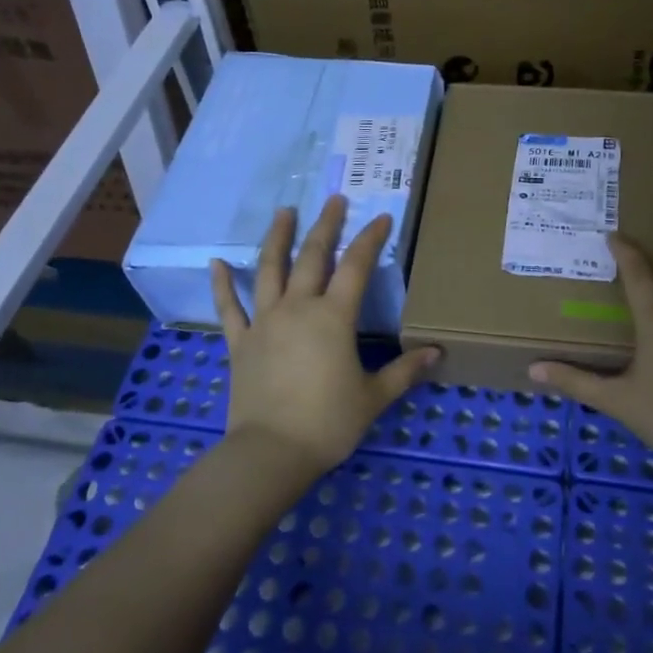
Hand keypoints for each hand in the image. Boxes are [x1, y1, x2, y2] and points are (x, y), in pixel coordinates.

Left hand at [211, 195, 439, 475]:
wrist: (271, 452)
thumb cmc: (328, 423)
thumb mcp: (374, 397)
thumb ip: (404, 371)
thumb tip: (436, 353)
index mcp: (333, 318)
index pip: (357, 267)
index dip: (371, 239)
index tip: (382, 217)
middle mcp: (298, 308)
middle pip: (313, 256)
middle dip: (326, 225)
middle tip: (334, 200)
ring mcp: (265, 322)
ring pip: (270, 270)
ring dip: (278, 238)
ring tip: (284, 211)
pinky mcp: (240, 342)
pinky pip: (230, 308)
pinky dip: (223, 285)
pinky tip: (217, 263)